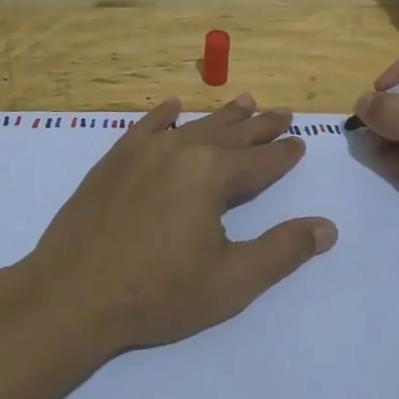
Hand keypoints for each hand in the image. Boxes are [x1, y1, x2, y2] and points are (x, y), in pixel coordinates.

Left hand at [20, 94, 337, 353]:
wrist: (71, 296)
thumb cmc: (157, 294)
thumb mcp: (231, 282)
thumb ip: (282, 251)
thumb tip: (327, 227)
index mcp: (212, 175)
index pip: (261, 160)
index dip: (284, 154)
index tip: (300, 143)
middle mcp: (180, 151)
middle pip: (231, 134)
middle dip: (260, 126)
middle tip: (282, 113)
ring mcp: (142, 152)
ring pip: (193, 125)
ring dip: (222, 116)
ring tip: (244, 101)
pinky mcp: (113, 161)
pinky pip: (145, 127)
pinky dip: (163, 116)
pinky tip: (172, 107)